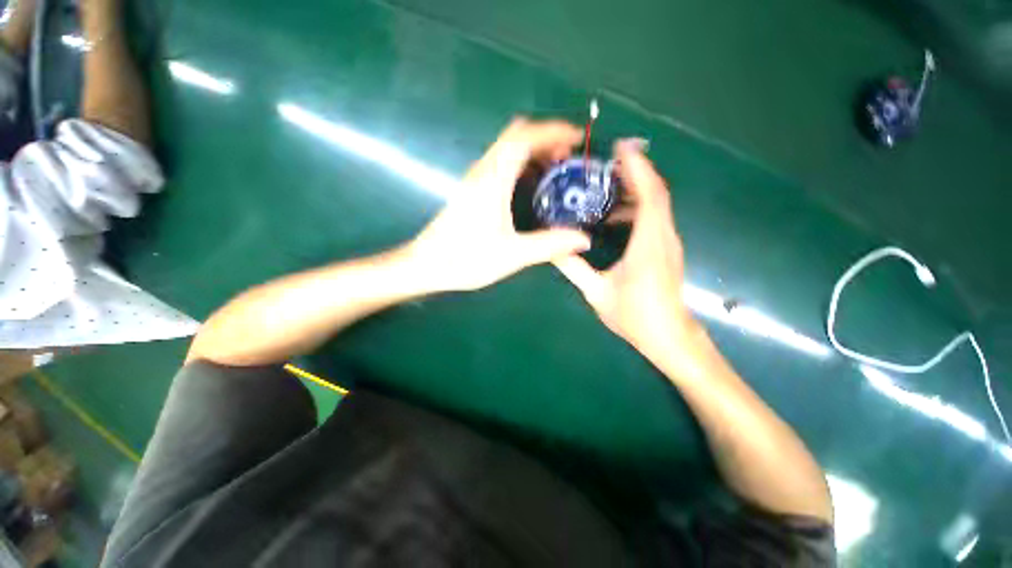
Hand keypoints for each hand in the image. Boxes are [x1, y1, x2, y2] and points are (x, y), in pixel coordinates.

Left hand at [406, 118, 591, 291]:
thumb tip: (583, 240)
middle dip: (545, 140)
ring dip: (533, 153)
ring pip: (507, 150)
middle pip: (516, 137)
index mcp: (493, 180)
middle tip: (567, 159)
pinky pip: (500, 165)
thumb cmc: (466, 258)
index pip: (524, 138)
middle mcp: (483, 172)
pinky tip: (530, 189)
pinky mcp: (471, 191)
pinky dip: (521, 166)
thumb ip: (549, 245)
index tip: (576, 138)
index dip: (553, 131)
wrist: (426, 265)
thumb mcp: (512, 254)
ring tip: (554, 173)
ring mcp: (475, 180)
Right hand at [553, 140, 695, 365]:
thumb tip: (554, 250)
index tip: (621, 150)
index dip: (637, 169)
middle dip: (635, 172)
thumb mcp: (597, 293)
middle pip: (656, 193)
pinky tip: (616, 215)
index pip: (649, 196)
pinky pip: (656, 217)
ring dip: (637, 189)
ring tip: (608, 185)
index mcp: (647, 244)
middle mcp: (663, 237)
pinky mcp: (667, 249)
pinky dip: (638, 206)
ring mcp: (668, 242)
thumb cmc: (635, 316)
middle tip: (607, 165)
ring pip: (658, 204)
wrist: (669, 337)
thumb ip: (574, 268)